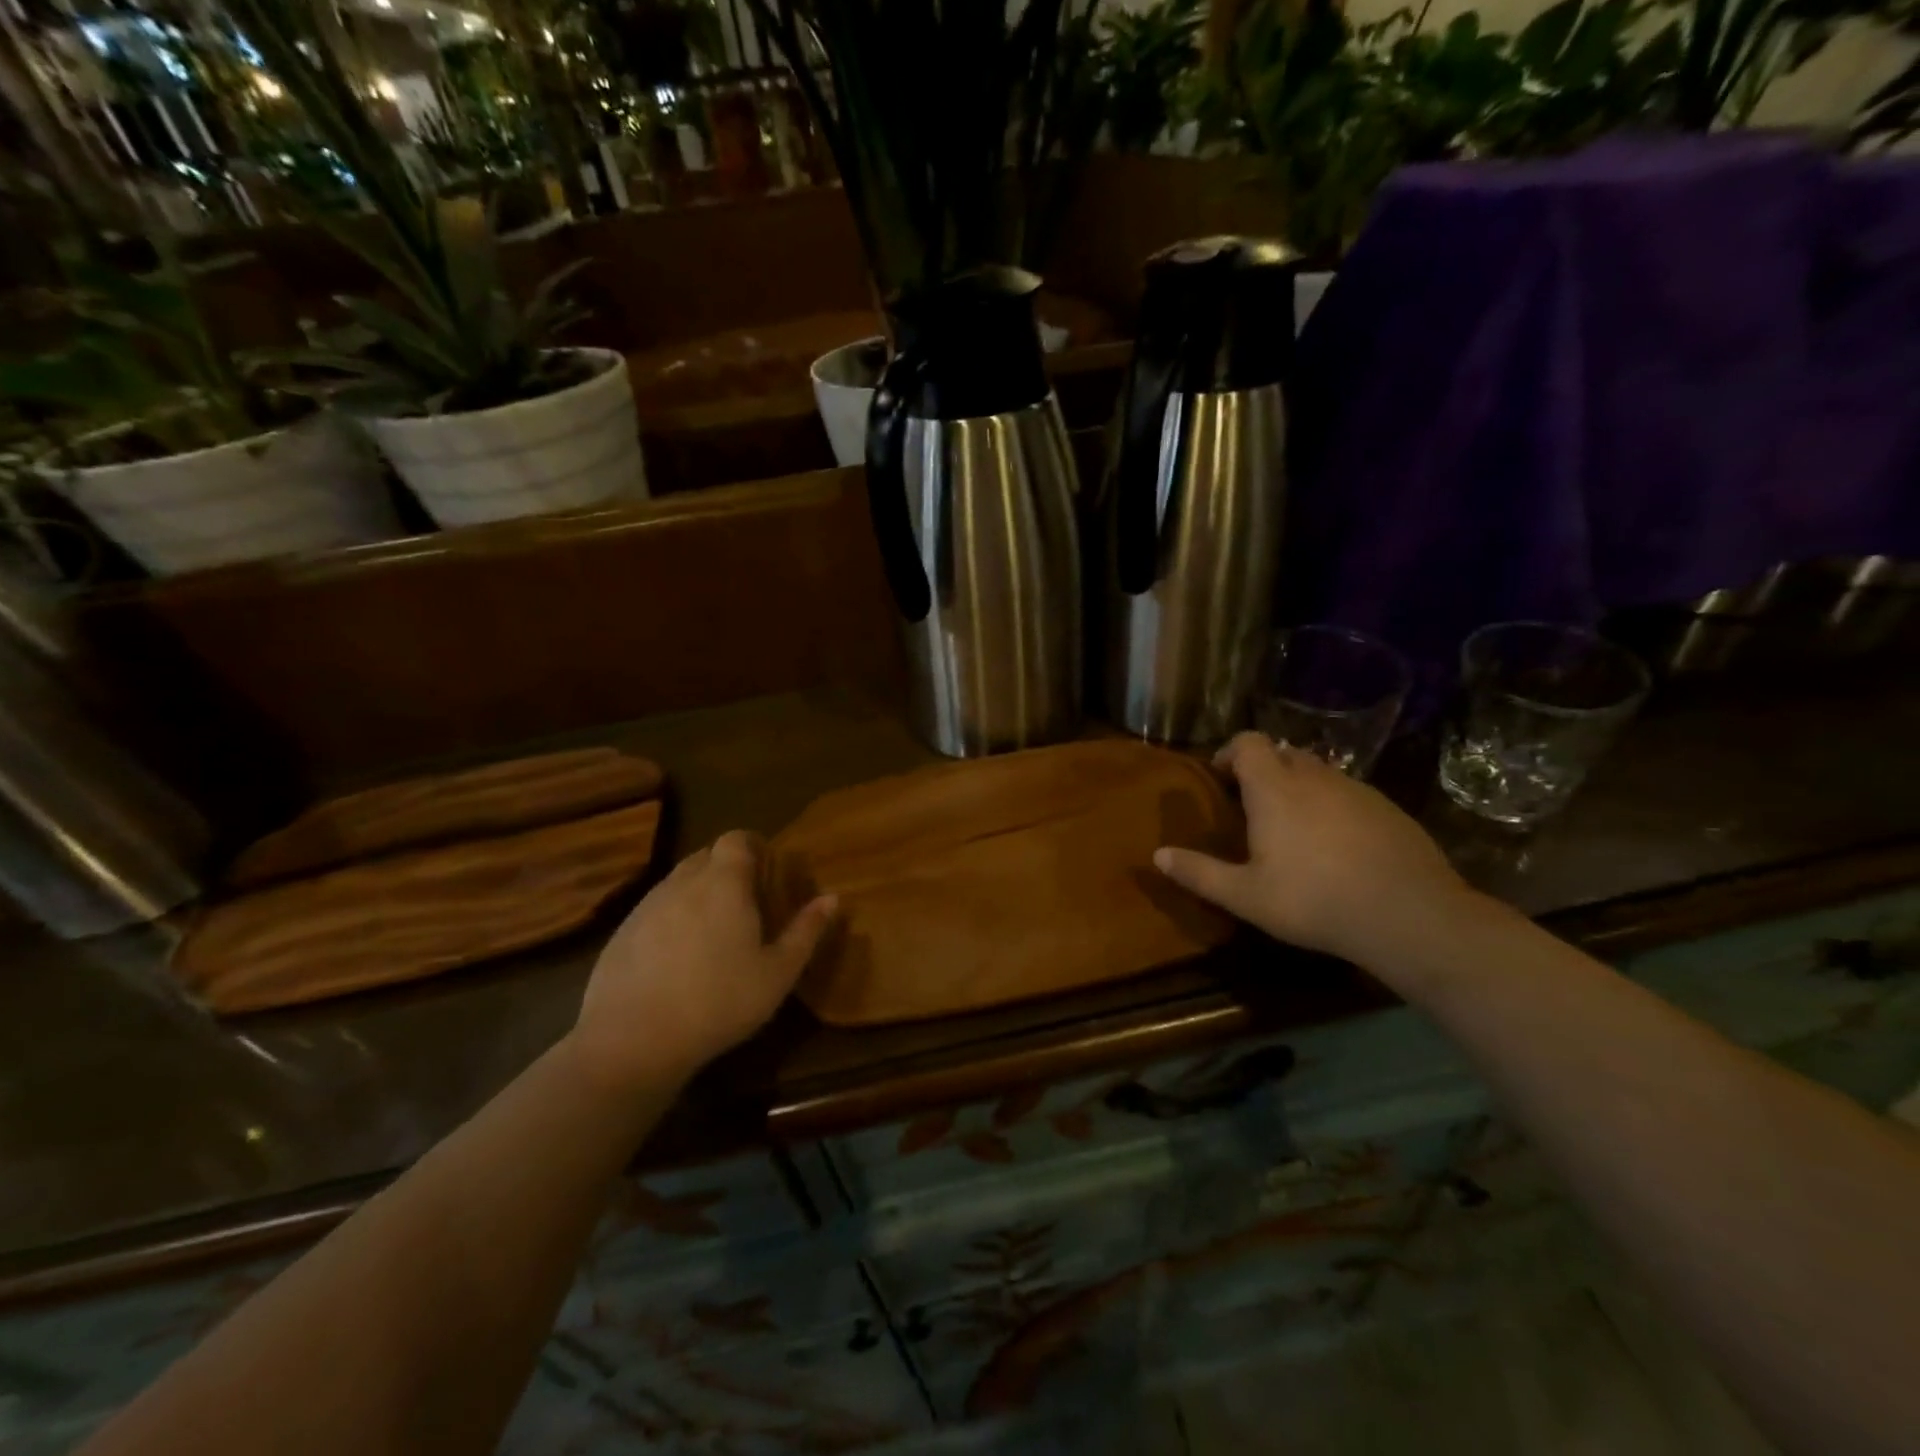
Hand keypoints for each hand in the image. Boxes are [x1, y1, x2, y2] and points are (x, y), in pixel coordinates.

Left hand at [568, 831, 837, 1092]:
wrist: (633, 1041)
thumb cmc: (719, 1001)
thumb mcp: (778, 973)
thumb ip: (806, 931)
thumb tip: (831, 898)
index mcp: (724, 883)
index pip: (736, 838)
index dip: (753, 846)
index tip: (767, 870)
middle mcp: (682, 882)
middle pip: (706, 856)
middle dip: (727, 869)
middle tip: (747, 902)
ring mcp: (646, 906)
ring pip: (678, 882)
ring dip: (698, 893)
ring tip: (714, 931)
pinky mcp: (621, 933)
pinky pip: (654, 910)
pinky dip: (671, 919)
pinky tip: (678, 958)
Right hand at [1154, 732, 1477, 974]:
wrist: (1409, 915)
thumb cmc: (1314, 900)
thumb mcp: (1246, 895)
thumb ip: (1199, 873)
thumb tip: (1158, 855)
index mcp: (1275, 789)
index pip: (1248, 742)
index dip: (1230, 753)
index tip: (1221, 779)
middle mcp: (1315, 777)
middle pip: (1283, 753)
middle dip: (1264, 771)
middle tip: (1252, 807)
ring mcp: (1357, 790)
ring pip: (1319, 773)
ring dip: (1300, 788)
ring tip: (1294, 830)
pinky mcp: (1389, 809)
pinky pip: (1349, 794)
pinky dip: (1333, 807)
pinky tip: (1337, 847)